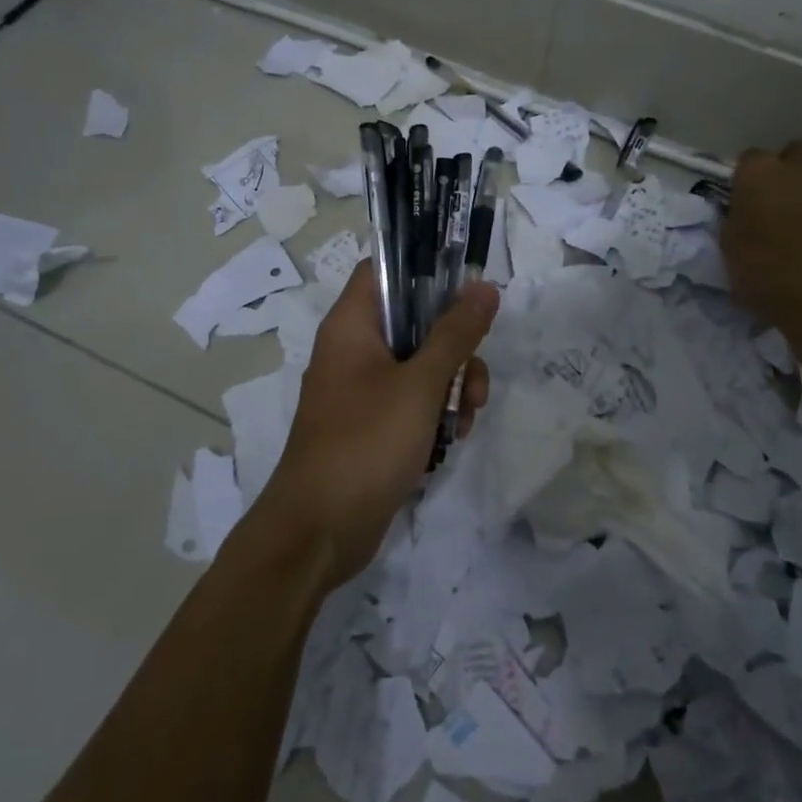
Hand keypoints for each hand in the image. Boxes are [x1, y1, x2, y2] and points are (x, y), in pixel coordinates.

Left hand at [249, 259, 497, 589]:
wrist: (318, 532)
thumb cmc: (365, 444)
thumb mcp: (420, 385)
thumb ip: (454, 334)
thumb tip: (483, 287)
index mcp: (352, 326)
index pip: (386, 270)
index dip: (426, 269)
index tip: (468, 287)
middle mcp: (354, 350)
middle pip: (414, 321)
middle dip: (455, 347)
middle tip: (473, 379)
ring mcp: (362, 390)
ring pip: (421, 365)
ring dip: (453, 386)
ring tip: (466, 420)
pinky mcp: (373, 425)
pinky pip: (413, 402)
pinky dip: (435, 415)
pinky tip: (450, 441)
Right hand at [722, 141, 801, 329]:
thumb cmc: (761, 269)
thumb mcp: (729, 242)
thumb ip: (738, 216)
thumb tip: (746, 211)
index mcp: (759, 172)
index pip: (750, 157)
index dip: (748, 177)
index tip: (745, 196)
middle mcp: (800, 167)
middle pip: (796, 150)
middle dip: (790, 167)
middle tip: (781, 196)